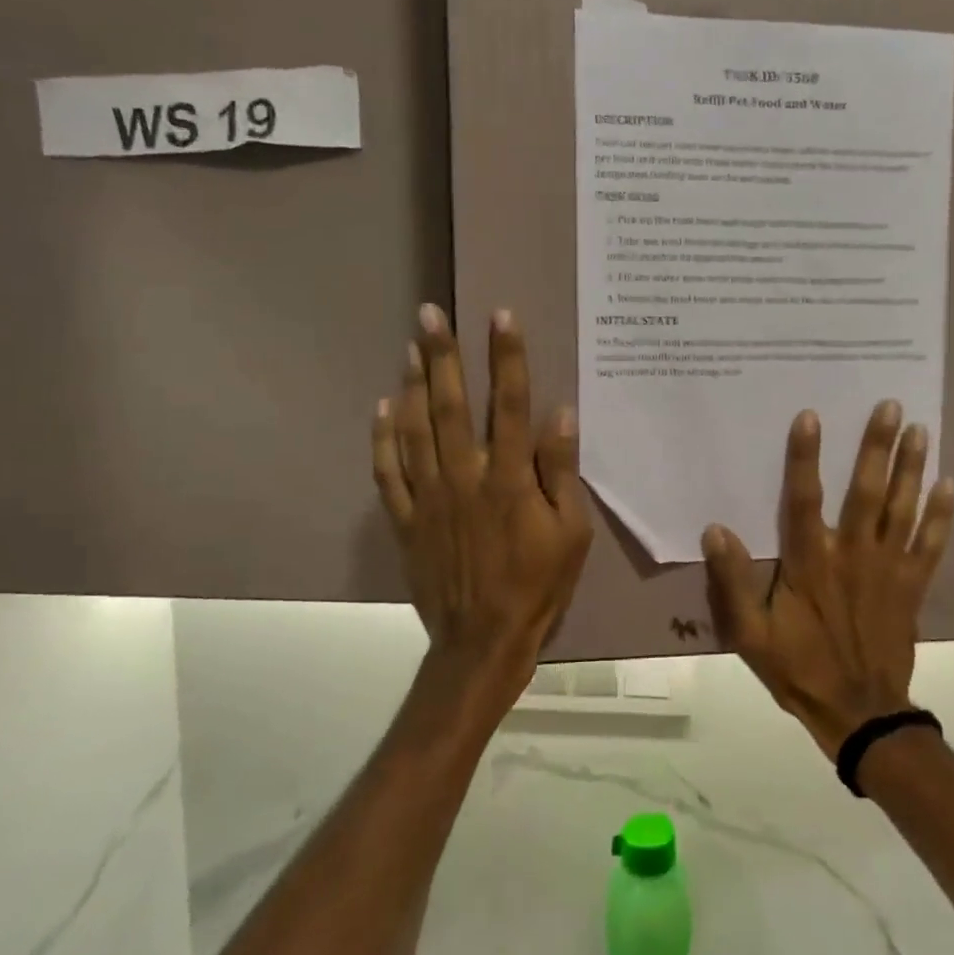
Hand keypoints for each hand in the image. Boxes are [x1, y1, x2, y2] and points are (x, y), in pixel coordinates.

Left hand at [372, 305, 592, 711]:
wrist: (482, 641)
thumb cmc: (538, 586)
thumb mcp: (571, 534)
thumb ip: (562, 472)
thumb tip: (560, 414)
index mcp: (510, 480)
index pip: (511, 405)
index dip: (507, 357)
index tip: (500, 316)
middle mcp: (465, 477)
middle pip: (452, 406)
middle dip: (443, 355)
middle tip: (430, 313)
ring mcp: (428, 498)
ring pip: (415, 430)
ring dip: (413, 384)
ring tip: (410, 346)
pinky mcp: (405, 520)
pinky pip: (387, 472)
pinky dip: (381, 438)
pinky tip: (382, 407)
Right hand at [700, 402, 953, 758]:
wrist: (859, 713)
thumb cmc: (799, 668)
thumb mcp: (750, 634)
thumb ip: (732, 582)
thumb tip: (716, 529)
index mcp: (810, 563)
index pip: (804, 499)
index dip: (805, 457)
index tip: (811, 416)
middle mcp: (852, 555)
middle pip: (867, 492)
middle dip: (877, 446)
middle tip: (891, 406)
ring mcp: (888, 569)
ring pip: (903, 509)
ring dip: (912, 468)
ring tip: (921, 429)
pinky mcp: (912, 586)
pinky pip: (931, 545)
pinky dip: (942, 515)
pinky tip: (950, 484)